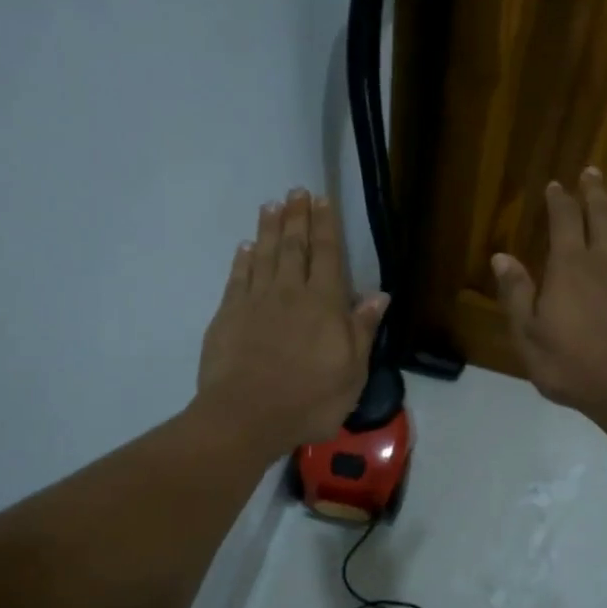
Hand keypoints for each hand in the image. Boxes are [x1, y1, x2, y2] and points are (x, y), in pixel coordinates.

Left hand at [195, 189, 386, 459]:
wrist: (246, 416)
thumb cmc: (309, 400)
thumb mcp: (352, 373)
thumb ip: (363, 330)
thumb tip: (379, 296)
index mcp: (325, 304)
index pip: (328, 255)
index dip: (326, 226)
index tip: (323, 200)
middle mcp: (291, 293)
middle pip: (295, 247)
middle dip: (298, 217)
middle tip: (297, 191)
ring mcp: (256, 301)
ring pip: (265, 255)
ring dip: (270, 228)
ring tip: (272, 205)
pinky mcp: (228, 315)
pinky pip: (238, 277)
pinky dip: (243, 259)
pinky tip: (246, 246)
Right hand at [492, 168, 606, 429]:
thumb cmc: (569, 366)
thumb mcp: (528, 334)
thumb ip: (517, 294)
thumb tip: (502, 257)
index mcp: (568, 270)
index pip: (563, 224)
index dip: (559, 202)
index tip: (556, 184)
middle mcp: (603, 267)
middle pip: (599, 223)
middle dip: (594, 196)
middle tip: (593, 172)